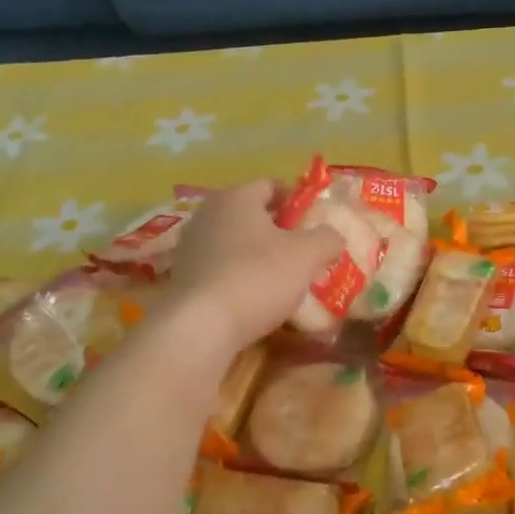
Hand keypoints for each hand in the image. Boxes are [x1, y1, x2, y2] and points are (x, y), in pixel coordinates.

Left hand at [165, 180, 344, 353]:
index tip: (314, 223)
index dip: (296, 201)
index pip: (271, 186)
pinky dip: (238, 276)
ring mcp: (190, 246)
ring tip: (281, 279)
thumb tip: (332, 237)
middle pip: (251, 214)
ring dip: (257, 255)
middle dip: (278, 230)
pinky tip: (254, 298)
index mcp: (237, 197)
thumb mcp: (307, 255)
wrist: (200, 327)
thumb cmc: (257, 278)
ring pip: (234, 242)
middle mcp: (208, 213)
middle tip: (303, 252)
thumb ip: (327, 239)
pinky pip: (219, 267)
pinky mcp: (182, 277)